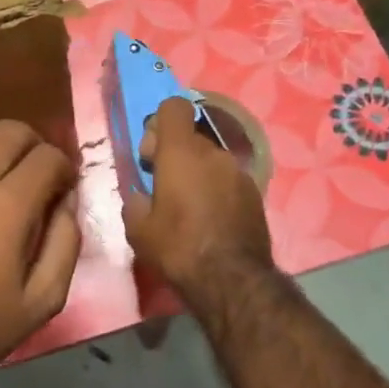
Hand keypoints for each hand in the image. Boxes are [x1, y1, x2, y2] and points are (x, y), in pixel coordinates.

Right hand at [122, 97, 272, 294]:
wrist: (232, 280)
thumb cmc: (177, 248)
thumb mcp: (137, 228)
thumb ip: (134, 201)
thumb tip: (141, 195)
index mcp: (180, 152)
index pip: (174, 107)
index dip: (159, 123)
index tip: (151, 154)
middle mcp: (213, 152)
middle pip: (190, 137)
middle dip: (174, 155)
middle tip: (163, 188)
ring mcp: (238, 172)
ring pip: (210, 160)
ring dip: (196, 174)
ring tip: (188, 208)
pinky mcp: (254, 193)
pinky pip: (227, 180)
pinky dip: (216, 190)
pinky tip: (210, 220)